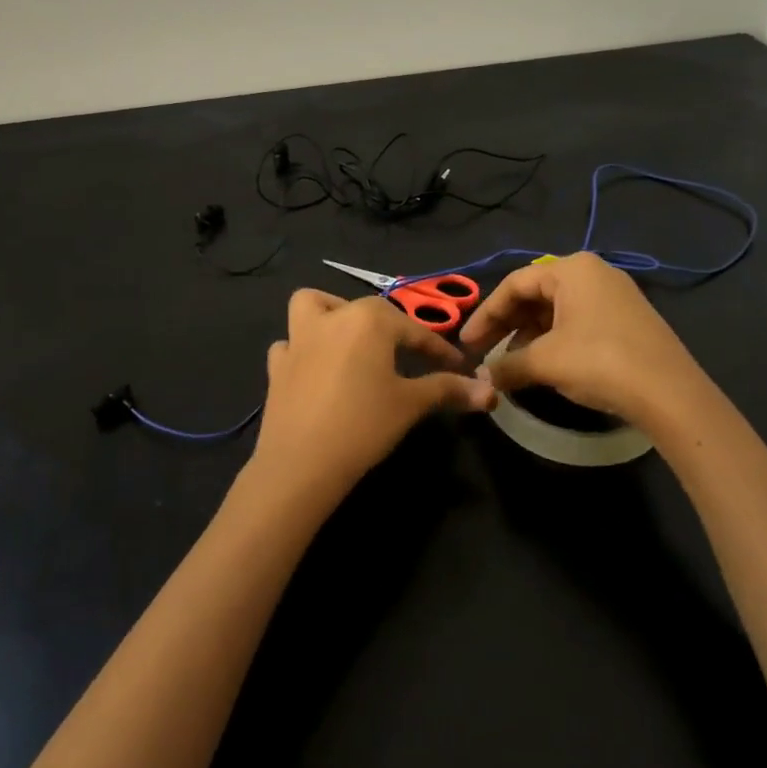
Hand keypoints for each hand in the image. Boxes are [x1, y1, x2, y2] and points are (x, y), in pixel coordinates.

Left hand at [239, 290, 494, 515]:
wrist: (302, 462)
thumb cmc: (364, 425)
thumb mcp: (411, 405)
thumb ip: (448, 390)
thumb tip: (490, 392)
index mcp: (368, 320)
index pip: (414, 330)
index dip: (438, 349)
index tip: (458, 366)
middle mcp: (332, 317)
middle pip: (368, 311)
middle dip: (392, 329)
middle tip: (409, 357)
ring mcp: (298, 338)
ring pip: (312, 305)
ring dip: (331, 313)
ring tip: (350, 339)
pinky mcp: (276, 364)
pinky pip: (289, 344)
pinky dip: (303, 350)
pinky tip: (315, 369)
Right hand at [458, 252, 702, 423]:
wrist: (671, 395)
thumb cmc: (599, 362)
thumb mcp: (544, 362)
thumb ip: (506, 365)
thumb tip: (482, 378)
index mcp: (572, 269)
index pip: (514, 284)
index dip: (485, 315)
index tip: (466, 344)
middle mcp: (594, 273)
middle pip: (535, 294)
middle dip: (506, 325)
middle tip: (483, 352)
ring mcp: (615, 296)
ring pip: (556, 310)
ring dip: (528, 336)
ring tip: (511, 363)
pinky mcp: (628, 321)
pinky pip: (577, 322)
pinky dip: (553, 340)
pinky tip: (543, 365)